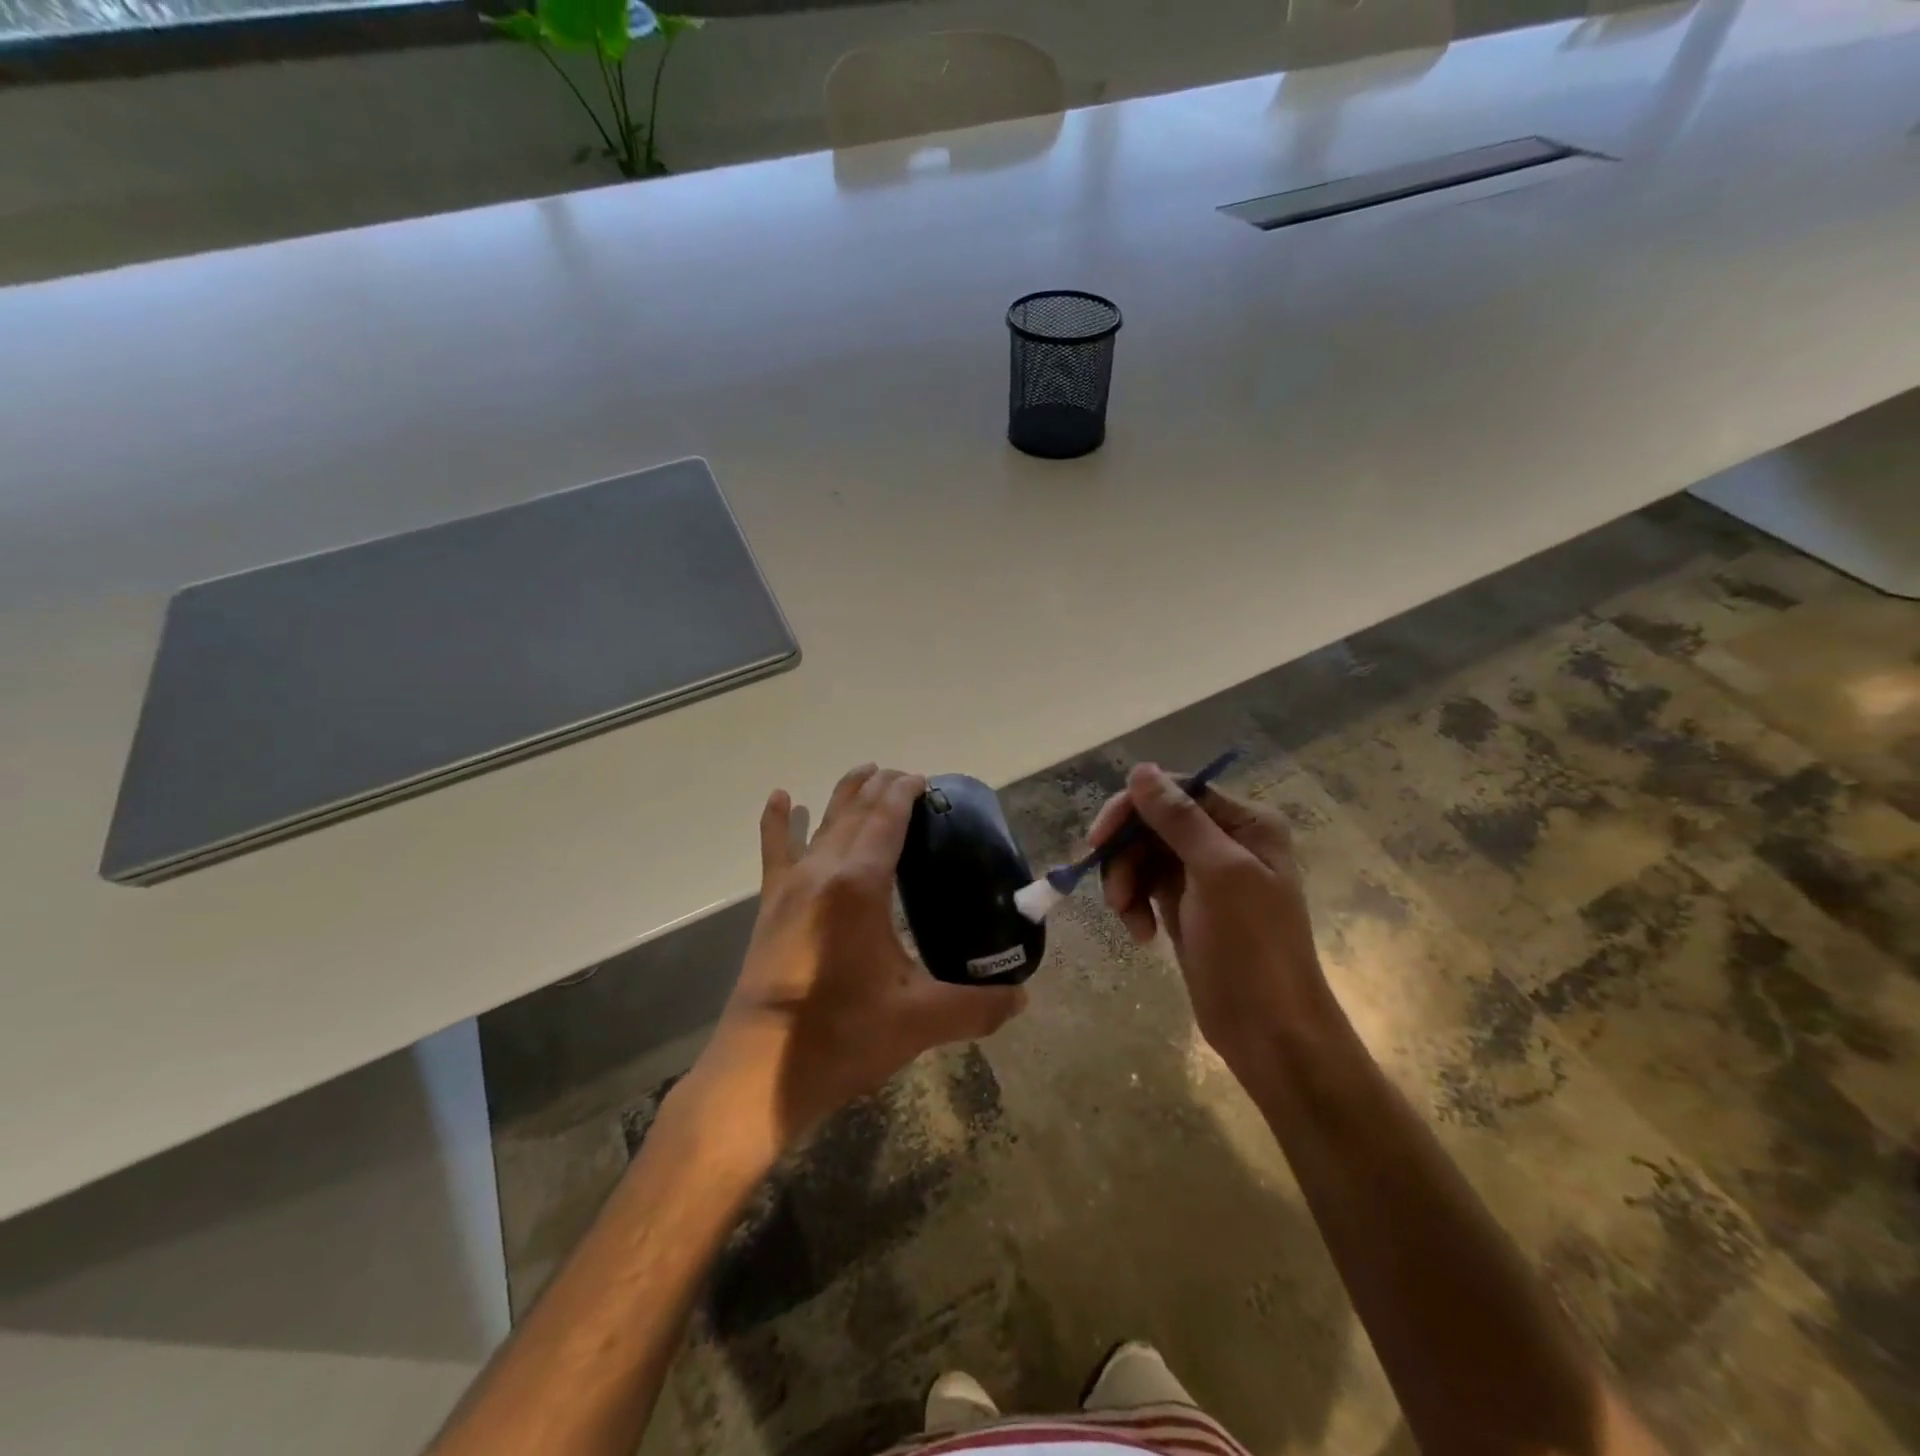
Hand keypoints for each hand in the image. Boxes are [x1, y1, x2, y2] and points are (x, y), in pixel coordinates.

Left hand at [686, 765, 1026, 1153]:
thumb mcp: (918, 1021)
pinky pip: (774, 852)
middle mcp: (822, 872)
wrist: (757, 1076)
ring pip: (822, 824)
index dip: (906, 793)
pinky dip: (780, 822)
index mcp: (859, 886)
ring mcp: (790, 888)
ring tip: (864, 772)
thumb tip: (1023, 999)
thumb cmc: (840, 1039)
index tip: (924, 779)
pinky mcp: (770, 908)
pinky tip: (783, 798)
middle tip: (906, 778)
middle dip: (881, 788)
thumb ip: (977, 1007)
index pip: (887, 819)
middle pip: (856, 812)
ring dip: (845, 795)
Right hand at [1092, 763, 1326, 1079]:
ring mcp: (1203, 874)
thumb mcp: (1218, 874)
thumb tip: (1140, 769)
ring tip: (1128, 919)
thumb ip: (1178, 819)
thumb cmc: (1252, 947)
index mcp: (1245, 823)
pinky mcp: (1186, 905)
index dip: (1132, 809)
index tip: (1099, 840)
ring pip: (1142, 855)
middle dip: (1126, 855)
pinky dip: (1135, 905)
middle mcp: (1224, 840)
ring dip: (1126, 883)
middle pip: (1152, 823)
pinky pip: (1145, 885)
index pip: (1175, 791)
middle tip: (1112, 894)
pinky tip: (1141, 934)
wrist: (1268, 1030)